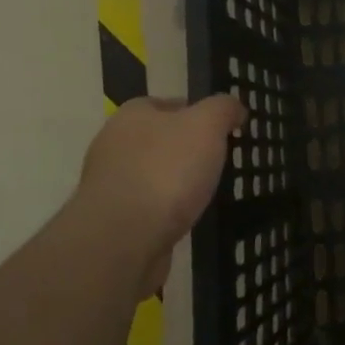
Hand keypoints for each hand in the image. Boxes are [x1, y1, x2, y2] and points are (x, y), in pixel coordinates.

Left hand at [72, 95, 244, 294]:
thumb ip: (223, 109)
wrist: (122, 240)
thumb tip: (234, 108)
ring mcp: (110, 184)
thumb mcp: (206, 125)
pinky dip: (166, 210)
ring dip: (176, 182)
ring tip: (206, 193)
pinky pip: (148, 206)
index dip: (199, 113)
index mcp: (133, 114)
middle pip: (161, 139)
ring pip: (154, 174)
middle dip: (188, 149)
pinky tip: (185, 218)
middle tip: (219, 162)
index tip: (223, 131)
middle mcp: (114, 144)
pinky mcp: (113, 219)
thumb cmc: (165, 171)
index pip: (170, 104)